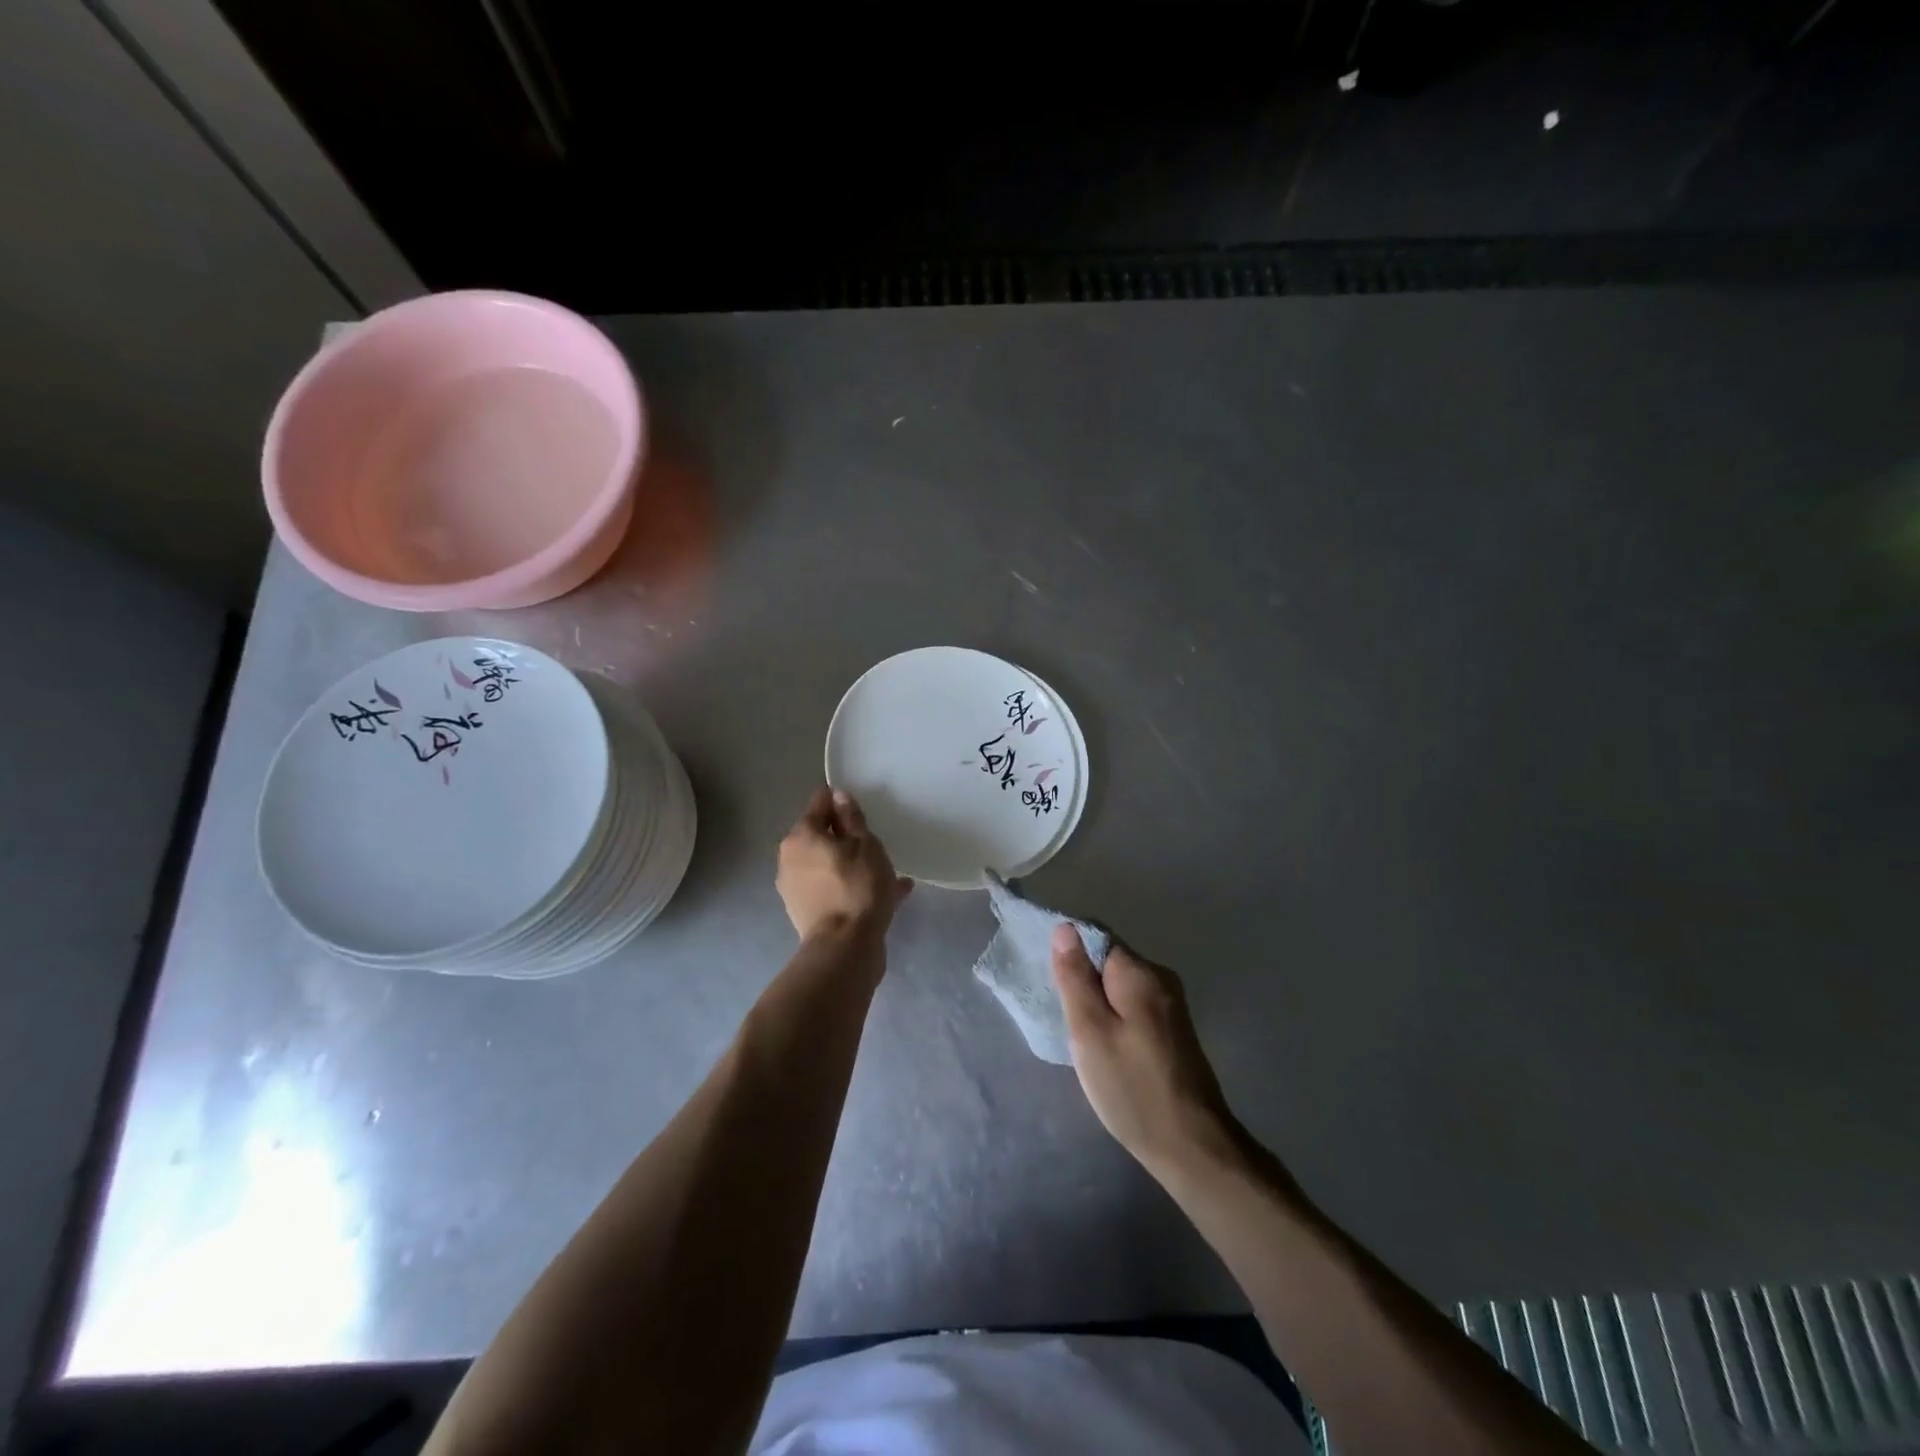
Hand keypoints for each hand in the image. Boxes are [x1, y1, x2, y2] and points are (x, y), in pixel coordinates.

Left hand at [776, 786, 911, 941]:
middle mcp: (790, 859)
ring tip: (887, 871)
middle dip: (846, 836)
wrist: (845, 948)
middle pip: (821, 836)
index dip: (841, 801)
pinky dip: (852, 887)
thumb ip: (852, 818)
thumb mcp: (865, 845)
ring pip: (828, 865)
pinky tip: (888, 893)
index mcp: (801, 836)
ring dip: (852, 864)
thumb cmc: (858, 886)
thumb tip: (839, 796)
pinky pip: (833, 889)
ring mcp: (795, 888)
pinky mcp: (805, 913)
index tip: (861, 809)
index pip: (820, 803)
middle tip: (875, 842)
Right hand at [1051, 925, 1243, 1179]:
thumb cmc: (1131, 1086)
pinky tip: (1106, 1048)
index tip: (1051, 983)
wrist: (1191, 1146)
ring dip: (1098, 1003)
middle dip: (1083, 981)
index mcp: (1140, 972)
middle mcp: (1161, 979)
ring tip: (1080, 1036)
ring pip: (1121, 987)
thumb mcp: (1090, 1031)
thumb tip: (1065, 928)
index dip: (1069, 953)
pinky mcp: (1174, 1031)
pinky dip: (1115, 1019)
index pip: (1097, 937)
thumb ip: (1075, 977)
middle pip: (1110, 962)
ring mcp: (1171, 1006)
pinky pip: (1134, 1007)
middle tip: (1064, 1017)